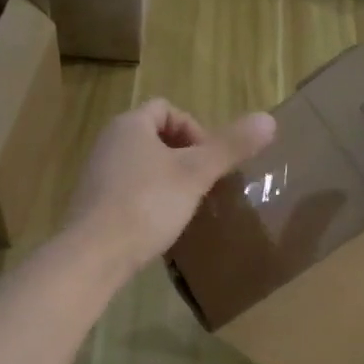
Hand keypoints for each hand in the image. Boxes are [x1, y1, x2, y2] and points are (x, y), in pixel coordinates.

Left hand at [65, 99, 277, 277]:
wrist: (93, 254)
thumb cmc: (146, 204)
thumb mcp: (195, 174)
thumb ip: (230, 147)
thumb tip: (270, 119)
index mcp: (130, 124)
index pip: (166, 108)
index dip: (194, 129)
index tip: (208, 160)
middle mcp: (109, 142)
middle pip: (155, 136)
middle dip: (183, 156)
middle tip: (202, 183)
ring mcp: (97, 173)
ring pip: (142, 165)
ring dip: (167, 179)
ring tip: (186, 205)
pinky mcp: (93, 203)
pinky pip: (128, 190)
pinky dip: (148, 199)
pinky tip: (160, 224)